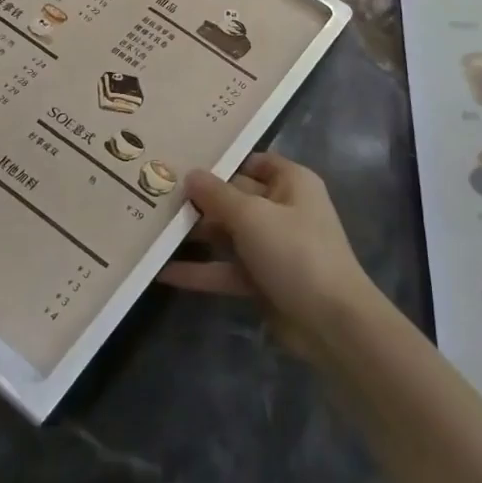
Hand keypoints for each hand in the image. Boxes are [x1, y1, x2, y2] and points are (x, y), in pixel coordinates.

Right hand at [158, 152, 381, 362]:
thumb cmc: (295, 252)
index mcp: (292, 183)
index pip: (253, 162)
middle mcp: (283, 209)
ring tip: (150, 228)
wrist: (332, 323)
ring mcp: (273, 247)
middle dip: (199, 199)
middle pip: (235, 197)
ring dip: (195, 234)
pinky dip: (199, 271)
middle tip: (154, 193)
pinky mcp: (263, 280)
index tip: (182, 159)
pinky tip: (161, 271)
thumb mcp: (252, 216)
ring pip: (228, 234)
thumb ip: (217, 194)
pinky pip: (226, 269)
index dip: (222, 160)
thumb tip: (190, 174)